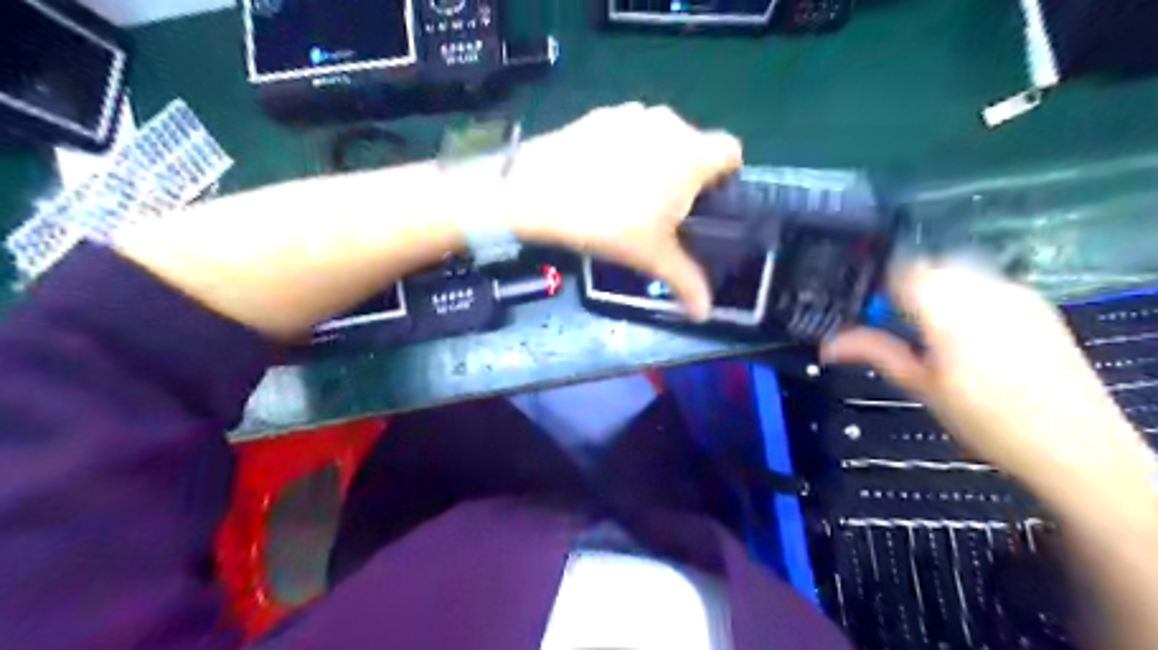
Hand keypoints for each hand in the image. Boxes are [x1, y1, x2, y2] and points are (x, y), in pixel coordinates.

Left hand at [508, 103, 741, 322]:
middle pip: (694, 146)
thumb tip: (705, 313)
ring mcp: (632, 114)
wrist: (538, 193)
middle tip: (663, 210)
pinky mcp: (600, 114)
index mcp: (692, 154)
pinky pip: (626, 132)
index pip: (731, 153)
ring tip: (628, 195)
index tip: (708, 202)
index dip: (726, 176)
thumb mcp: (651, 257)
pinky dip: (623, 150)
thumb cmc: (608, 224)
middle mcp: (669, 123)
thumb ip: (687, 282)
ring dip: (655, 161)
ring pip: (659, 138)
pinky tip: (600, 178)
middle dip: (686, 175)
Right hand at [818, 263, 1152, 504]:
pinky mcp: (1036, 303)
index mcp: (949, 313)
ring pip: (958, 270)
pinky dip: (967, 294)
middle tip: (897, 325)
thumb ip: (874, 352)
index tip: (868, 309)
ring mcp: (1015, 294)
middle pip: (930, 265)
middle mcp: (984, 291)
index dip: (879, 284)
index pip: (902, 271)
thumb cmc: (985, 421)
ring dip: (936, 288)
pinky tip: (971, 331)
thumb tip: (827, 344)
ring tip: (934, 330)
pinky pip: (987, 282)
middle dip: (907, 286)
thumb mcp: (920, 387)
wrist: (1074, 444)